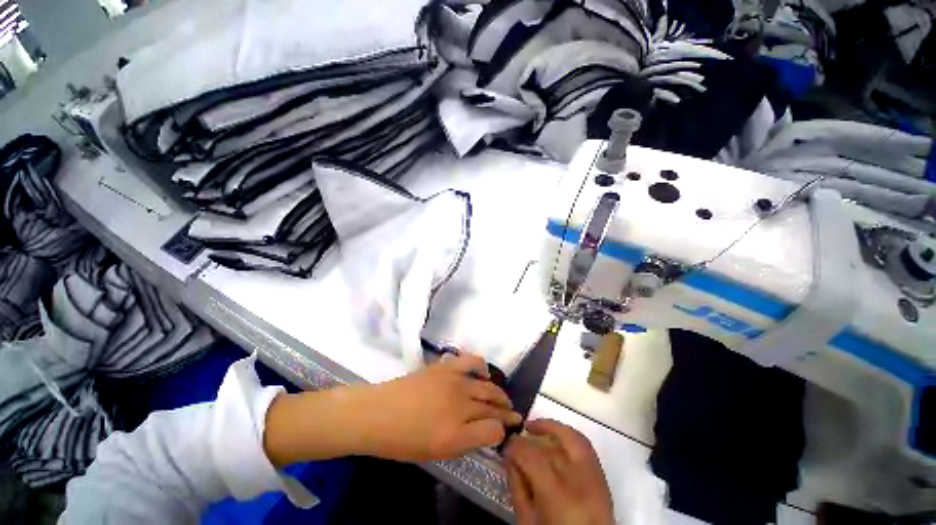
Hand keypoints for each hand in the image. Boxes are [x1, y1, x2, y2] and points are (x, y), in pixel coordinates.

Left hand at [354, 353, 521, 460]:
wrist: (378, 413)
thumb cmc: (402, 441)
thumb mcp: (436, 453)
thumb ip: (465, 442)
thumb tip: (486, 432)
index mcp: (457, 434)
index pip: (494, 430)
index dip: (502, 432)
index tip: (505, 432)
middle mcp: (461, 406)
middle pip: (494, 407)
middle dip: (507, 412)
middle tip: (514, 415)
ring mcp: (455, 382)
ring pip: (488, 387)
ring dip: (499, 393)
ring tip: (502, 397)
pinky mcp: (447, 367)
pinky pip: (472, 362)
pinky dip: (482, 367)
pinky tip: (484, 373)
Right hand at [504, 419, 614, 524]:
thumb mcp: (528, 523)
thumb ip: (517, 489)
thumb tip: (509, 459)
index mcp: (558, 497)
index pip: (531, 457)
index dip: (514, 447)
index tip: (505, 448)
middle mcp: (579, 482)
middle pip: (549, 447)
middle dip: (528, 439)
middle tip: (517, 438)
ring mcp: (595, 478)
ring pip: (571, 438)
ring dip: (550, 427)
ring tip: (534, 427)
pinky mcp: (603, 477)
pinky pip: (585, 446)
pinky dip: (568, 435)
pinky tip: (555, 435)